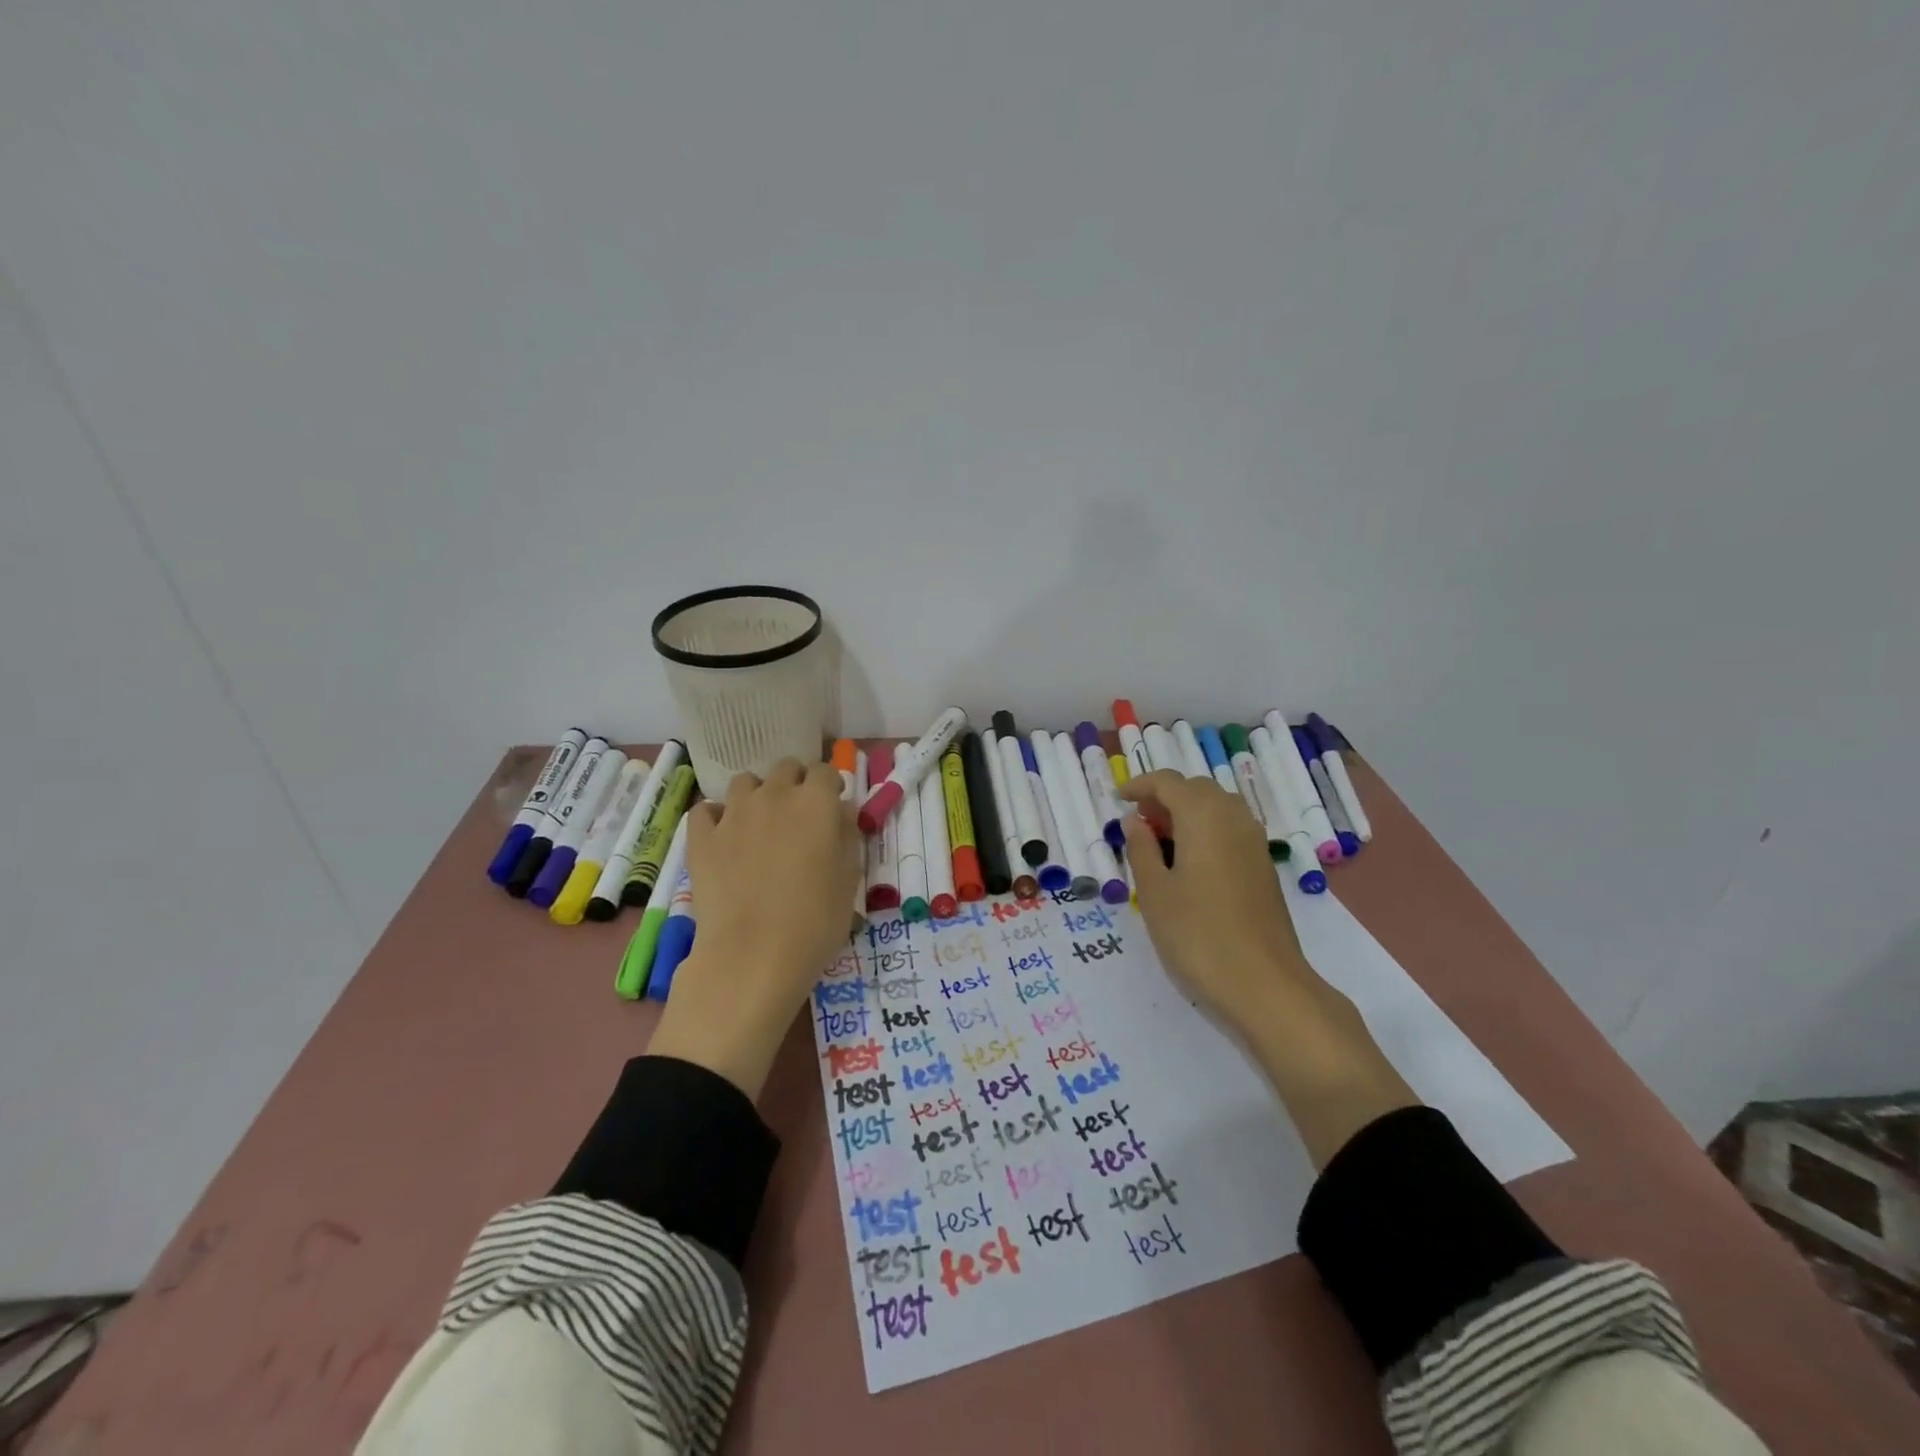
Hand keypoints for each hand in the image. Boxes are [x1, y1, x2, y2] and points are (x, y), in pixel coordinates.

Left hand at [647, 758, 861, 1098]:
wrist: (753, 955)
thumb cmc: (815, 921)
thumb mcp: (849, 880)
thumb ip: (846, 837)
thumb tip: (841, 814)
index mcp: (817, 802)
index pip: (824, 771)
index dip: (829, 786)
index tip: (831, 806)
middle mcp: (775, 795)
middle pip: (785, 768)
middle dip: (794, 784)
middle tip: (798, 816)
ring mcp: (734, 813)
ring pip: (745, 782)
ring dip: (757, 795)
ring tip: (760, 824)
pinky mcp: (702, 837)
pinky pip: (705, 810)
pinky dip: (716, 817)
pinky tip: (723, 837)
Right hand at [1118, 770, 1309, 1030]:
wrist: (1265, 984)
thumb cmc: (1198, 934)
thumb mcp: (1154, 892)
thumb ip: (1141, 849)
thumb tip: (1135, 821)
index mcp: (1203, 816)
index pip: (1168, 782)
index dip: (1140, 785)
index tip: (1118, 799)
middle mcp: (1234, 819)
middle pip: (1196, 789)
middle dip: (1165, 797)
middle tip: (1138, 824)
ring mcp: (1254, 843)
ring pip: (1217, 808)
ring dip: (1187, 813)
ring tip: (1160, 843)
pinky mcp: (1263, 867)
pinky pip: (1230, 830)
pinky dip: (1205, 831)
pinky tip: (1189, 864)